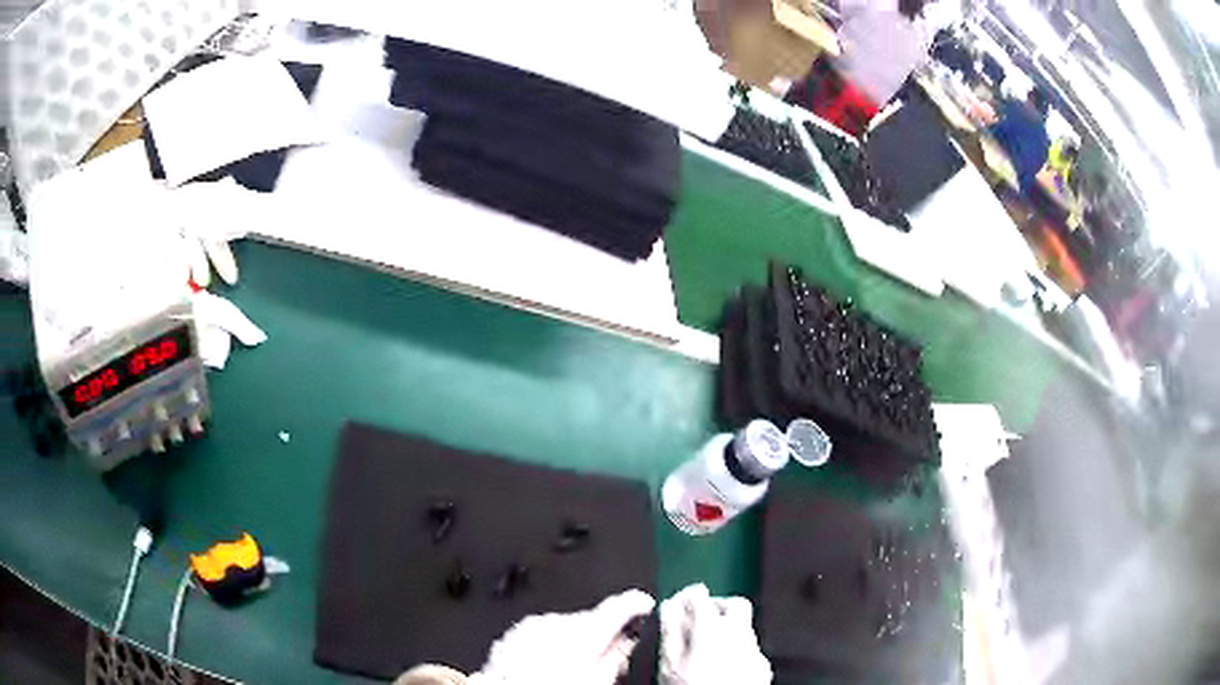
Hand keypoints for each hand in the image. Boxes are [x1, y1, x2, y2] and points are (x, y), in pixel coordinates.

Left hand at [468, 589, 655, 684]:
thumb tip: (627, 641)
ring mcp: (530, 627)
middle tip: (605, 656)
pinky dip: (547, 644)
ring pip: (563, 626)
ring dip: (572, 640)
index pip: (619, 605)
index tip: (644, 604)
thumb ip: (617, 656)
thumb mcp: (599, 680)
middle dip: (599, 634)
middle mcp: (556, 622)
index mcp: (584, 632)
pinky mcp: (511, 636)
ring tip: (570, 669)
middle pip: (590, 619)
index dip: (636, 603)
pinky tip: (546, 666)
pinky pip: (539, 633)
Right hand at [659, 584, 771, 684]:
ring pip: (745, 628)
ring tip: (707, 647)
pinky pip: (752, 649)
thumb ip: (671, 631)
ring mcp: (756, 652)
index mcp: (713, 630)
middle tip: (701, 616)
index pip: (702, 598)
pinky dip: (738, 650)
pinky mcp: (763, 668)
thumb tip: (670, 607)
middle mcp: (740, 636)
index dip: (689, 596)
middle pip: (736, 604)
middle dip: (718, 605)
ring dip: (728, 629)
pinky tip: (723, 666)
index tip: (681, 602)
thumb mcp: (669, 664)